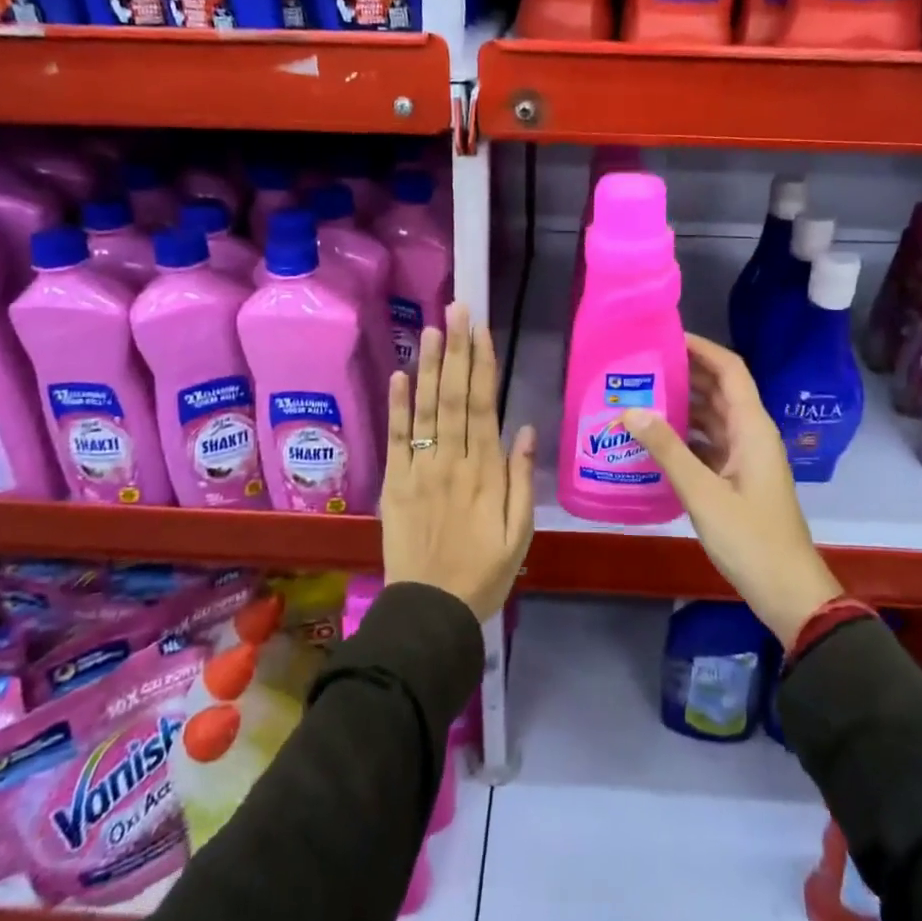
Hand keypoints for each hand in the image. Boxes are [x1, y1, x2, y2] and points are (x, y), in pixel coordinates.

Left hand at [381, 302, 536, 620]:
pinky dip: (397, 406)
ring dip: (428, 366)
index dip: (482, 364)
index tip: (481, 329)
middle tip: (456, 310)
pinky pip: (396, 438)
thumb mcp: (520, 534)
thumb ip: (522, 480)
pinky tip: (399, 374)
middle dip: (456, 350)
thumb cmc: (484, 573)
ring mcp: (420, 469)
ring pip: (426, 409)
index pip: (484, 405)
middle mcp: (452, 461)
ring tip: (431, 328)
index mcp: (486, 472)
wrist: (430, 611)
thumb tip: (526, 429)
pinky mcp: (395, 482)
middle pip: (454, 396)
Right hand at [623, 335, 841, 646]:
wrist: (787, 590)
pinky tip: (654, 440)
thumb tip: (631, 410)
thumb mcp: (703, 493)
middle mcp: (752, 434)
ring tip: (640, 395)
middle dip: (685, 372)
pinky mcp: (738, 478)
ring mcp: (747, 457)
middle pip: (720, 389)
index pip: (730, 370)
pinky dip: (685, 435)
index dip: (702, 348)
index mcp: (752, 428)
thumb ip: (667, 450)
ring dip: (683, 404)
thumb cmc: (750, 538)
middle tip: (641, 365)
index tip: (665, 337)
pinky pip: (710, 443)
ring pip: (713, 417)